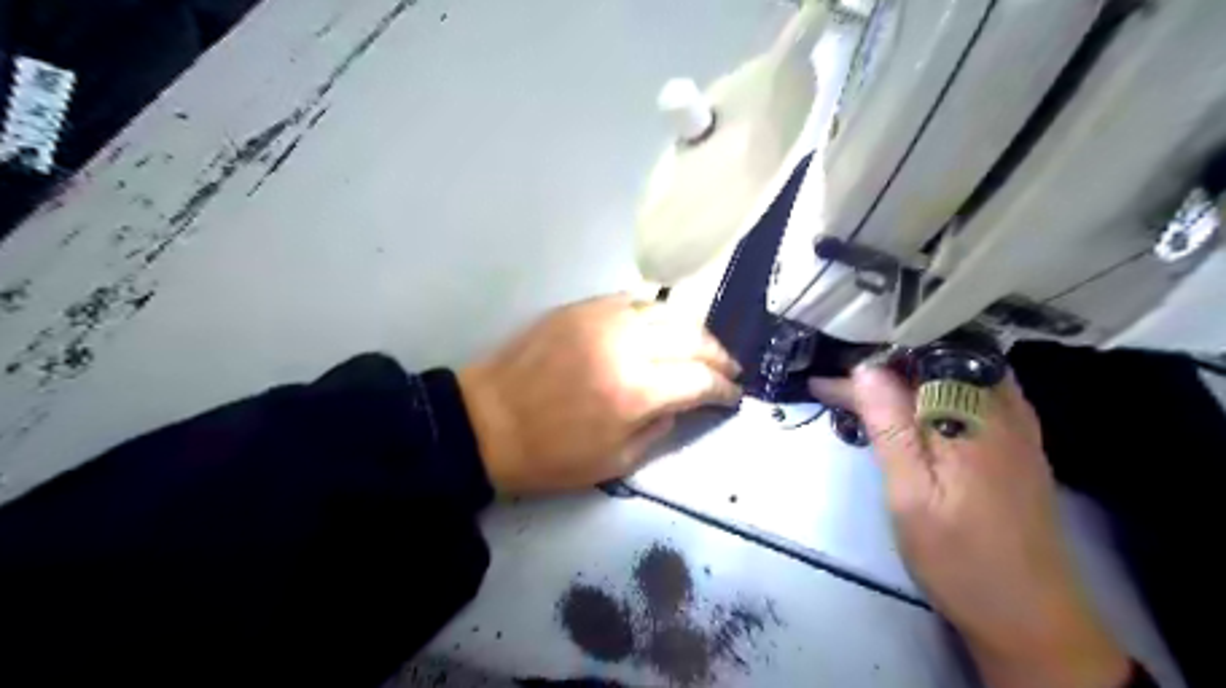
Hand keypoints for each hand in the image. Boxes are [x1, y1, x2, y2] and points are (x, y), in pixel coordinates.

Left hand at [457, 295, 735, 493]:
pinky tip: (661, 326)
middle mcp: (626, 346)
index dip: (723, 388)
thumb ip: (660, 429)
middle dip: (717, 354)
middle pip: (691, 337)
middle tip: (727, 368)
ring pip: (667, 311)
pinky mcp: (581, 308)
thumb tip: (684, 402)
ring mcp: (602, 320)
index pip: (699, 379)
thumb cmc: (550, 455)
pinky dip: (656, 313)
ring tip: (701, 347)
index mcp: (635, 392)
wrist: (487, 422)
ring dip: (693, 330)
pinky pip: (632, 300)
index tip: (733, 395)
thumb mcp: (615, 463)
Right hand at [812, 367, 1134, 684]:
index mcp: (971, 417)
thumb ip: (890, 428)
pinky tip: (913, 406)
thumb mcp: (911, 495)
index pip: (908, 368)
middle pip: (937, 359)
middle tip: (840, 383)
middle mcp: (1001, 407)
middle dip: (885, 363)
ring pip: (955, 372)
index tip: (822, 382)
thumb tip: (865, 369)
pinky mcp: (1017, 442)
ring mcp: (1016, 424)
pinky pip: (972, 392)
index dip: (861, 371)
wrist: (1032, 618)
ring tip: (866, 389)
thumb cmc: (960, 559)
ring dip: (908, 374)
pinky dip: (934, 390)